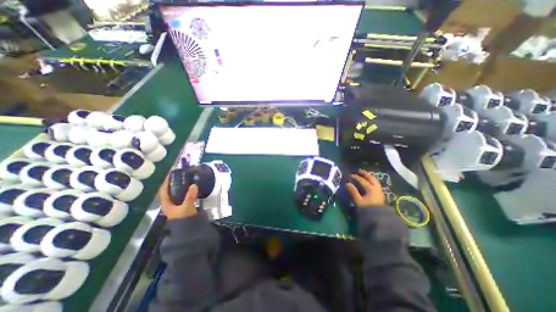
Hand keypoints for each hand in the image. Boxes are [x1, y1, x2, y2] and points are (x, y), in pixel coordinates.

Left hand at [157, 176, 197, 218]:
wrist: (188, 230)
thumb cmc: (183, 219)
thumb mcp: (187, 207)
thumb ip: (190, 196)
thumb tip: (194, 185)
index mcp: (167, 203)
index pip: (163, 190)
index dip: (166, 182)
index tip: (170, 174)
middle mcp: (170, 204)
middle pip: (170, 191)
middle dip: (173, 183)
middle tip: (180, 175)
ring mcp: (177, 205)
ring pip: (177, 193)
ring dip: (180, 187)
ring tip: (186, 180)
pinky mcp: (183, 206)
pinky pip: (183, 196)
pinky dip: (186, 191)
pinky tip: (191, 189)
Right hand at [346, 169, 385, 207]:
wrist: (379, 218)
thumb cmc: (367, 209)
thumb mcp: (358, 201)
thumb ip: (353, 192)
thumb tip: (347, 183)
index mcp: (370, 188)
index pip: (362, 180)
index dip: (356, 177)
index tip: (350, 175)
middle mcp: (376, 188)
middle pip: (371, 178)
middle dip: (365, 174)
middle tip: (359, 171)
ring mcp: (379, 191)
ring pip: (375, 181)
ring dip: (369, 177)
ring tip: (364, 175)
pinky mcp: (380, 195)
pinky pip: (376, 184)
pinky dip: (372, 181)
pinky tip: (369, 182)